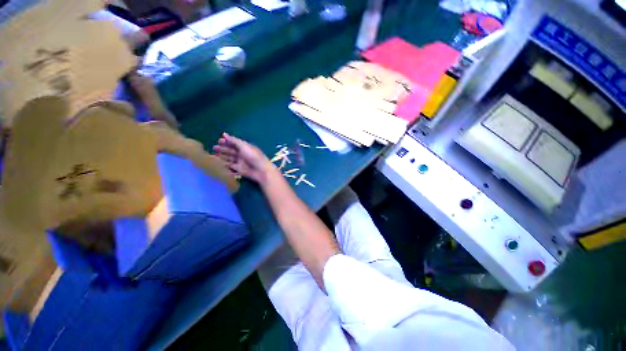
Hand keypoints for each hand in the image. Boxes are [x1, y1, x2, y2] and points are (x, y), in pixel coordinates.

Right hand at [213, 133, 274, 183]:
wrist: (261, 170)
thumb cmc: (253, 156)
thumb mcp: (244, 146)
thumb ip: (234, 141)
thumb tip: (224, 134)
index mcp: (245, 147)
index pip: (234, 143)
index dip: (227, 142)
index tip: (218, 141)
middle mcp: (242, 154)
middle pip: (231, 151)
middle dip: (223, 149)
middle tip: (214, 148)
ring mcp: (241, 162)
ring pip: (229, 159)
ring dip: (222, 157)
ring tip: (213, 156)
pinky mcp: (239, 170)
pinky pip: (231, 167)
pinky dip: (225, 166)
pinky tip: (218, 164)